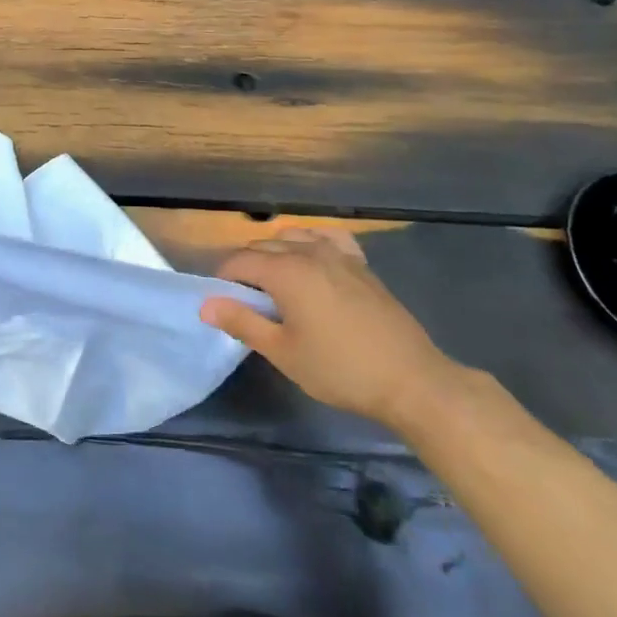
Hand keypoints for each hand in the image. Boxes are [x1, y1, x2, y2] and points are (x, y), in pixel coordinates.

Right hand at [199, 227, 464, 433]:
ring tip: (276, 284)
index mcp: (285, 271)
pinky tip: (313, 261)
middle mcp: (309, 252)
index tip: (222, 303)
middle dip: (247, 266)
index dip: (224, 279)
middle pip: (264, 246)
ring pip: (294, 237)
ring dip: (276, 253)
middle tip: (246, 302)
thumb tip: (205, 305)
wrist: (410, 380)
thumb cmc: (340, 369)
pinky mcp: (361, 264)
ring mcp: (338, 254)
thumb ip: (242, 323)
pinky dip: (311, 243)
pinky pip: (327, 238)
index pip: (240, 261)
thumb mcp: (283, 353)